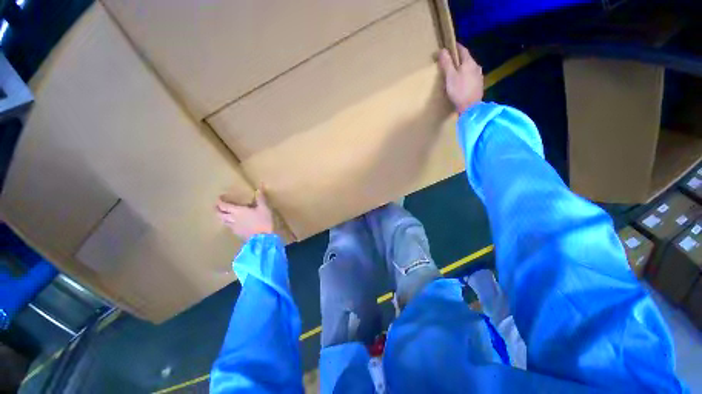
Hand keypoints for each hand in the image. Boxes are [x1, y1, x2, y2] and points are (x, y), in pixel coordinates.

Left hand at [216, 189, 273, 241]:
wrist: (263, 238)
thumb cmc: (263, 221)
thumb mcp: (264, 208)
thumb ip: (261, 199)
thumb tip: (259, 188)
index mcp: (237, 211)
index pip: (224, 206)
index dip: (219, 201)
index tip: (218, 198)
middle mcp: (232, 219)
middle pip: (220, 214)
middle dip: (217, 210)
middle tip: (217, 206)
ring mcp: (234, 227)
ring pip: (223, 221)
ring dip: (222, 217)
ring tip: (223, 214)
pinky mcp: (238, 234)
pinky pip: (229, 227)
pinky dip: (228, 223)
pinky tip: (232, 224)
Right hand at [438, 44, 483, 112]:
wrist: (470, 107)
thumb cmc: (459, 91)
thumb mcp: (450, 76)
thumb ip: (447, 63)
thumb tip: (442, 50)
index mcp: (469, 62)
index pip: (462, 50)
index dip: (456, 47)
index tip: (450, 46)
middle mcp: (476, 67)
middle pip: (467, 59)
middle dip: (459, 58)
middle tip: (450, 60)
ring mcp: (479, 76)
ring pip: (469, 68)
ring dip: (462, 68)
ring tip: (455, 72)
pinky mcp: (479, 85)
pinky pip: (471, 76)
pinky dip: (465, 76)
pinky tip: (461, 82)